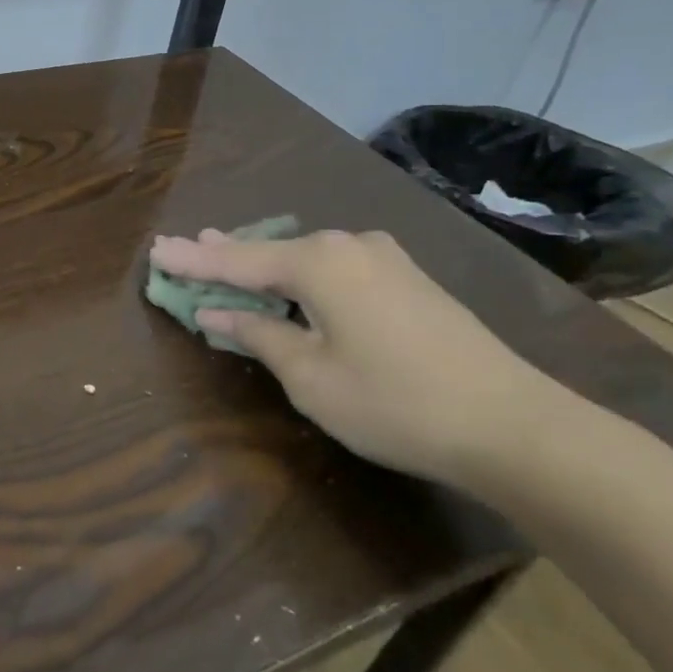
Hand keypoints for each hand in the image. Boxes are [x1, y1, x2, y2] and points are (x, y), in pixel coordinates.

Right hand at [147, 227, 575, 490]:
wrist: (515, 426)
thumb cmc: (395, 403)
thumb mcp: (311, 377)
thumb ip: (258, 336)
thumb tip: (216, 314)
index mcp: (317, 262)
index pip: (236, 260)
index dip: (193, 261)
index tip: (156, 251)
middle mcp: (348, 245)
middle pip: (270, 250)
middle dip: (227, 255)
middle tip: (187, 251)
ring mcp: (384, 258)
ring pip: (306, 257)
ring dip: (267, 266)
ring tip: (230, 261)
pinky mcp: (408, 279)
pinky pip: (336, 268)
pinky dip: (303, 276)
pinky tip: (293, 284)